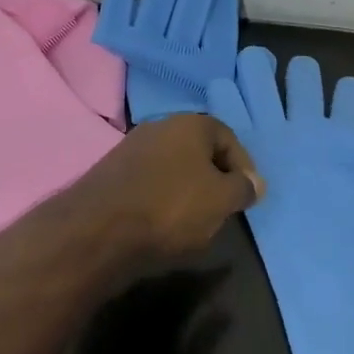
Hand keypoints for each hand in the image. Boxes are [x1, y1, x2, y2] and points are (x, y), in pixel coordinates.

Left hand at [62, 114, 263, 262]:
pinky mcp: (112, 174)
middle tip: (223, 209)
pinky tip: (162, 225)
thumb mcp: (220, 200)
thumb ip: (242, 188)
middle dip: (213, 178)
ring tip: (194, 222)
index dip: (243, 167)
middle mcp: (159, 126)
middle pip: (198, 150)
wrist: (98, 230)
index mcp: (189, 123)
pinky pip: (149, 183)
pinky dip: (161, 199)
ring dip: (186, 190)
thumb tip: (255, 182)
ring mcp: (131, 148)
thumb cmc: (170, 207)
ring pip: (172, 167)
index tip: (248, 196)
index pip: (227, 137)